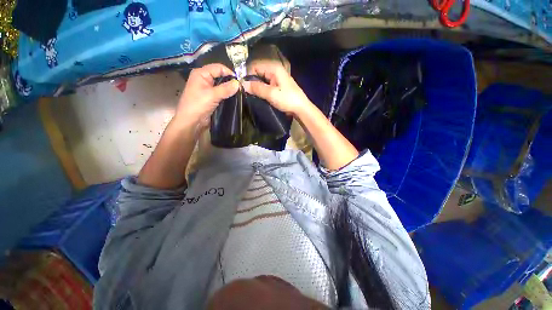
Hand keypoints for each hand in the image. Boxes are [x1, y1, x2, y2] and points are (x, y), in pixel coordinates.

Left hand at [174, 63, 238, 129]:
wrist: (191, 121)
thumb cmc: (198, 105)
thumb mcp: (212, 95)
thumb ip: (226, 89)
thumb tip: (238, 83)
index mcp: (201, 74)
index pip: (218, 68)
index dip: (229, 73)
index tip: (240, 81)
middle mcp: (205, 79)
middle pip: (221, 76)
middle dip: (230, 81)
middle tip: (241, 88)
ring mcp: (208, 89)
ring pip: (222, 86)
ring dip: (230, 89)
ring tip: (240, 94)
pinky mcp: (211, 98)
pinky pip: (221, 94)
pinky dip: (227, 95)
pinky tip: (234, 98)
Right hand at [243, 60, 311, 115]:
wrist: (300, 108)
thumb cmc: (287, 99)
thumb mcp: (271, 94)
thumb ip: (257, 88)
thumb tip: (242, 84)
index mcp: (273, 68)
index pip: (254, 66)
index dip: (247, 75)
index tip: (243, 87)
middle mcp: (274, 70)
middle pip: (257, 72)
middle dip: (251, 82)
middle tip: (247, 93)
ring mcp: (276, 78)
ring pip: (261, 79)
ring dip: (256, 87)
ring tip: (252, 95)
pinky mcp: (277, 85)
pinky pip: (266, 85)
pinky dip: (262, 90)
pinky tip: (259, 96)